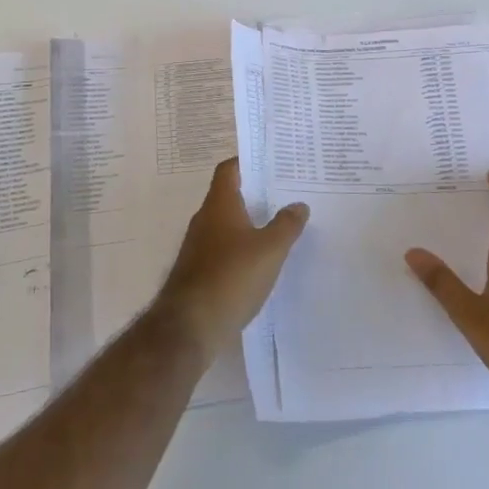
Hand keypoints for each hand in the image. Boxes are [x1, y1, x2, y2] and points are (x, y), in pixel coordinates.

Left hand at [155, 157, 308, 365]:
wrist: (189, 327)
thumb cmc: (231, 277)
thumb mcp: (270, 249)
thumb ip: (286, 225)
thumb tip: (299, 204)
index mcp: (219, 204)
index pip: (229, 169)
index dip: (247, 161)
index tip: (272, 163)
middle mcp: (205, 219)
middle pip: (229, 196)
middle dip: (255, 194)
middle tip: (286, 194)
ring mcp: (198, 247)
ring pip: (227, 224)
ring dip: (250, 224)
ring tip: (280, 226)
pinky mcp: (199, 272)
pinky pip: (224, 250)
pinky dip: (242, 249)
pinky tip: (262, 262)